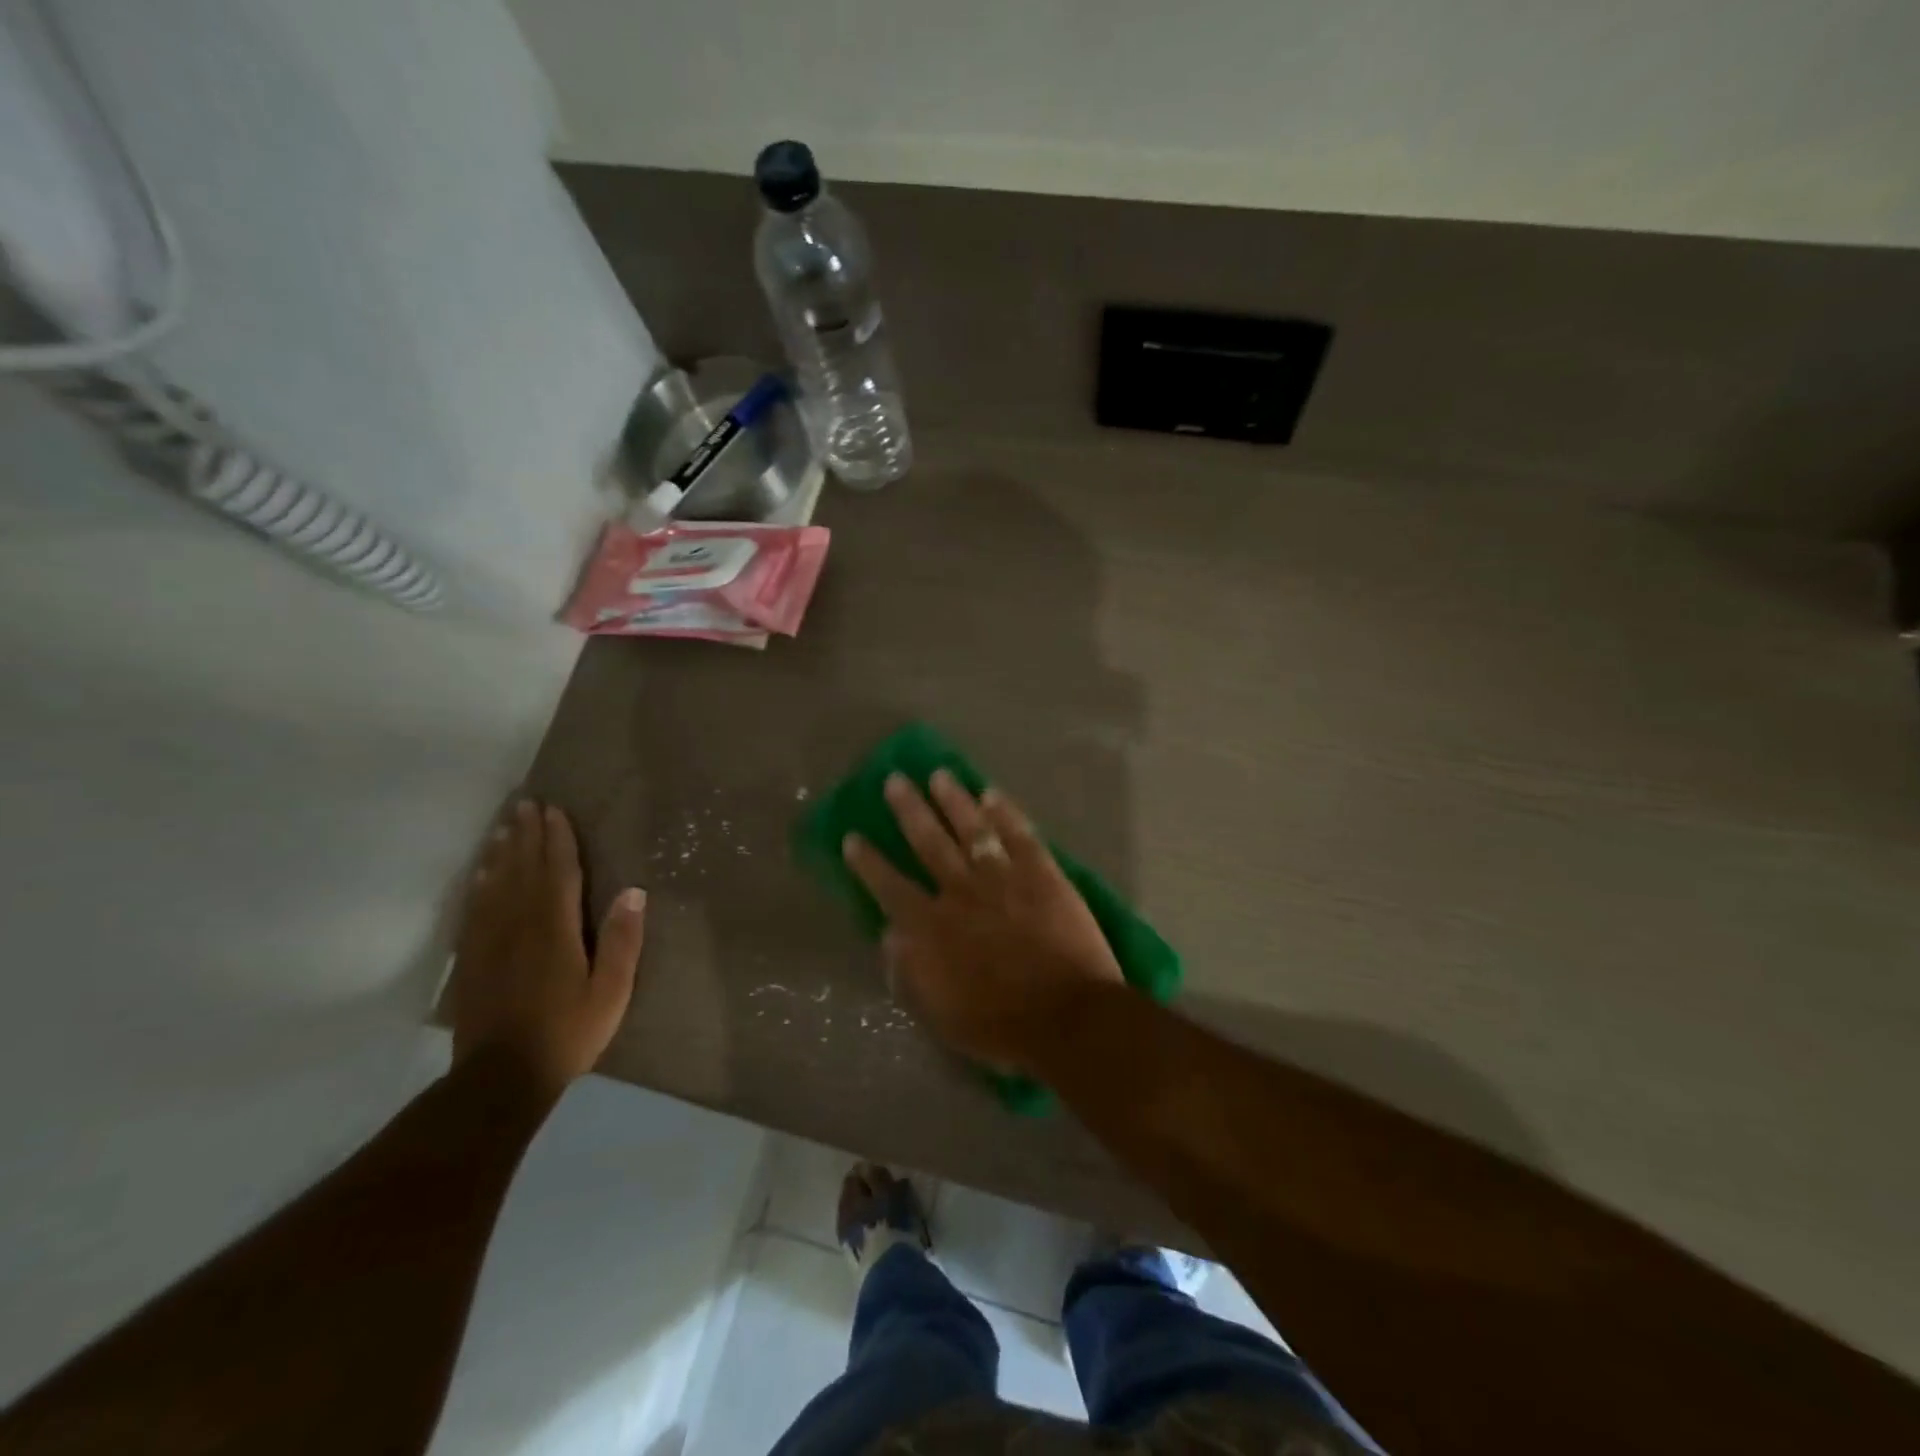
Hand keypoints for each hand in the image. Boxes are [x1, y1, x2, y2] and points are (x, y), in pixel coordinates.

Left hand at [450, 799, 645, 1100]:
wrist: (500, 1078)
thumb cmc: (567, 1032)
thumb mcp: (611, 991)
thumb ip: (622, 940)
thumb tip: (633, 892)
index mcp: (555, 929)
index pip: (557, 872)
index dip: (557, 839)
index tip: (554, 810)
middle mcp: (519, 924)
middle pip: (522, 869)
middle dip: (525, 834)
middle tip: (525, 804)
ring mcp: (490, 940)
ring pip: (495, 883)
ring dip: (501, 851)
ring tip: (503, 826)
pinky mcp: (473, 958)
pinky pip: (474, 909)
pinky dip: (478, 884)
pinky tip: (480, 873)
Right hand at [842, 771, 1122, 1071]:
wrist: (1067, 1017)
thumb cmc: (1000, 1026)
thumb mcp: (940, 1015)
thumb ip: (909, 973)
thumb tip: (888, 936)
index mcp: (931, 927)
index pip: (889, 886)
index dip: (868, 862)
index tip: (852, 837)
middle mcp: (960, 892)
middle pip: (928, 842)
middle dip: (909, 809)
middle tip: (895, 780)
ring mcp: (1003, 878)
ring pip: (972, 828)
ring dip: (953, 799)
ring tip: (939, 774)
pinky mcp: (1042, 874)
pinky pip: (1020, 834)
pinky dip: (1005, 812)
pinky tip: (992, 793)